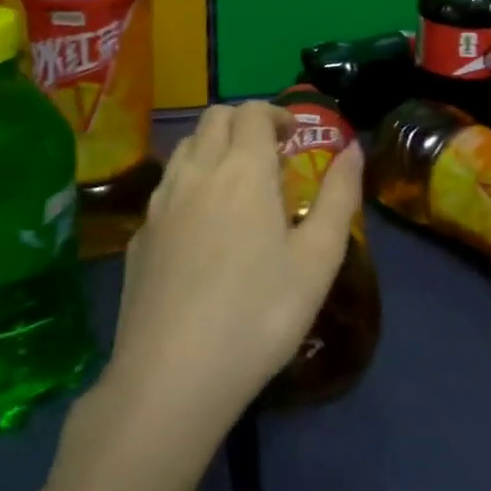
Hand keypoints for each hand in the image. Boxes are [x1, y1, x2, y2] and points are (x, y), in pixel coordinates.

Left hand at [100, 101, 362, 440]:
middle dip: (243, 122)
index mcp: (243, 169)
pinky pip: (165, 189)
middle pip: (214, 118)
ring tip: (235, 184)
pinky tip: (200, 227)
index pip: (252, 112)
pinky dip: (188, 184)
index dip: (275, 113)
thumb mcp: (318, 259)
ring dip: (212, 147)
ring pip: (184, 148)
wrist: (170, 378)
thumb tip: (352, 149)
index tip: (293, 136)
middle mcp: (197, 172)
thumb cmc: (259, 314)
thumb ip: (340, 196)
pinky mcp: (138, 237)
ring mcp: (160, 204)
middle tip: (268, 153)